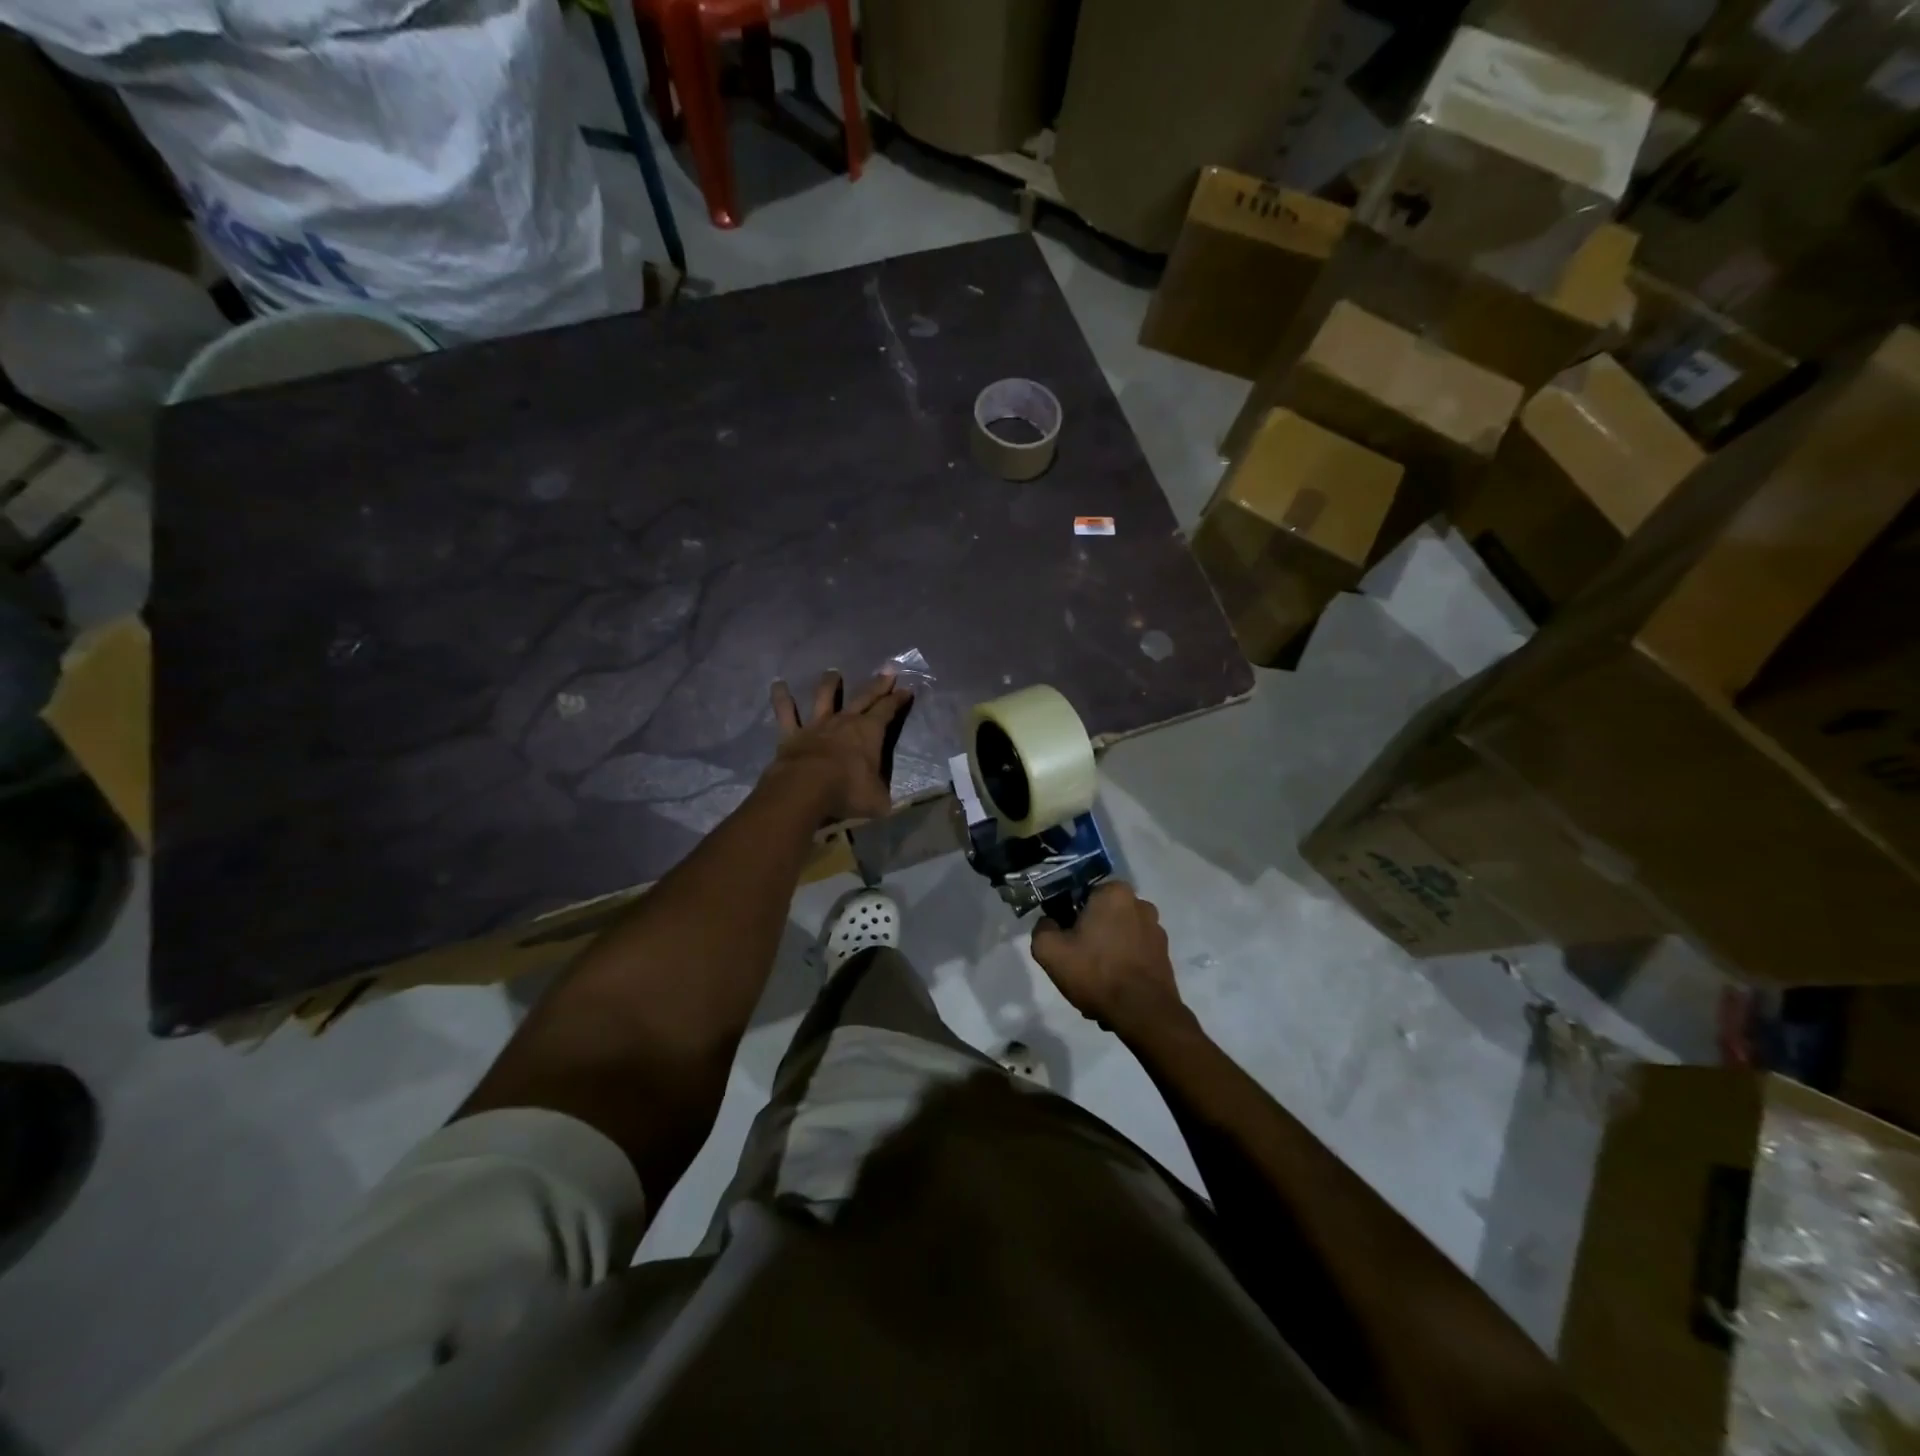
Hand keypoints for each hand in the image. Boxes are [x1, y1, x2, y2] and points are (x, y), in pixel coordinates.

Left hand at [766, 669, 912, 822]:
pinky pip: (785, 712)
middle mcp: (845, 721)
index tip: (907, 689)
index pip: (888, 710)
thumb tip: (886, 801)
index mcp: (870, 732)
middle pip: (864, 697)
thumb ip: (882, 795)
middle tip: (888, 669)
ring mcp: (817, 725)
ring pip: (824, 696)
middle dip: (878, 683)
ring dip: (830, 683)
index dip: (898, 700)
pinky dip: (781, 698)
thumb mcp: (877, 800)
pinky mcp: (792, 733)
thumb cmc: (847, 792)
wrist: (805, 790)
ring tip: (833, 672)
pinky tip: (777, 685)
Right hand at [1030, 882, 1187, 1038]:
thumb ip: (1042, 928)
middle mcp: (1140, 904)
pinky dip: (1124, 964)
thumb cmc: (1096, 973)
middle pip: (1102, 915)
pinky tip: (1114, 988)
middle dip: (1090, 934)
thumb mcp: (1049, 950)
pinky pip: (1135, 952)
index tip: (1064, 939)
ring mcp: (1156, 929)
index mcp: (1114, 893)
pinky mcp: (1164, 953)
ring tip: (1097, 981)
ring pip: (1119, 934)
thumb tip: (1050, 923)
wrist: (1143, 1013)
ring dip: (1107, 950)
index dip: (1069, 916)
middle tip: (1078, 961)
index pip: (1082, 895)